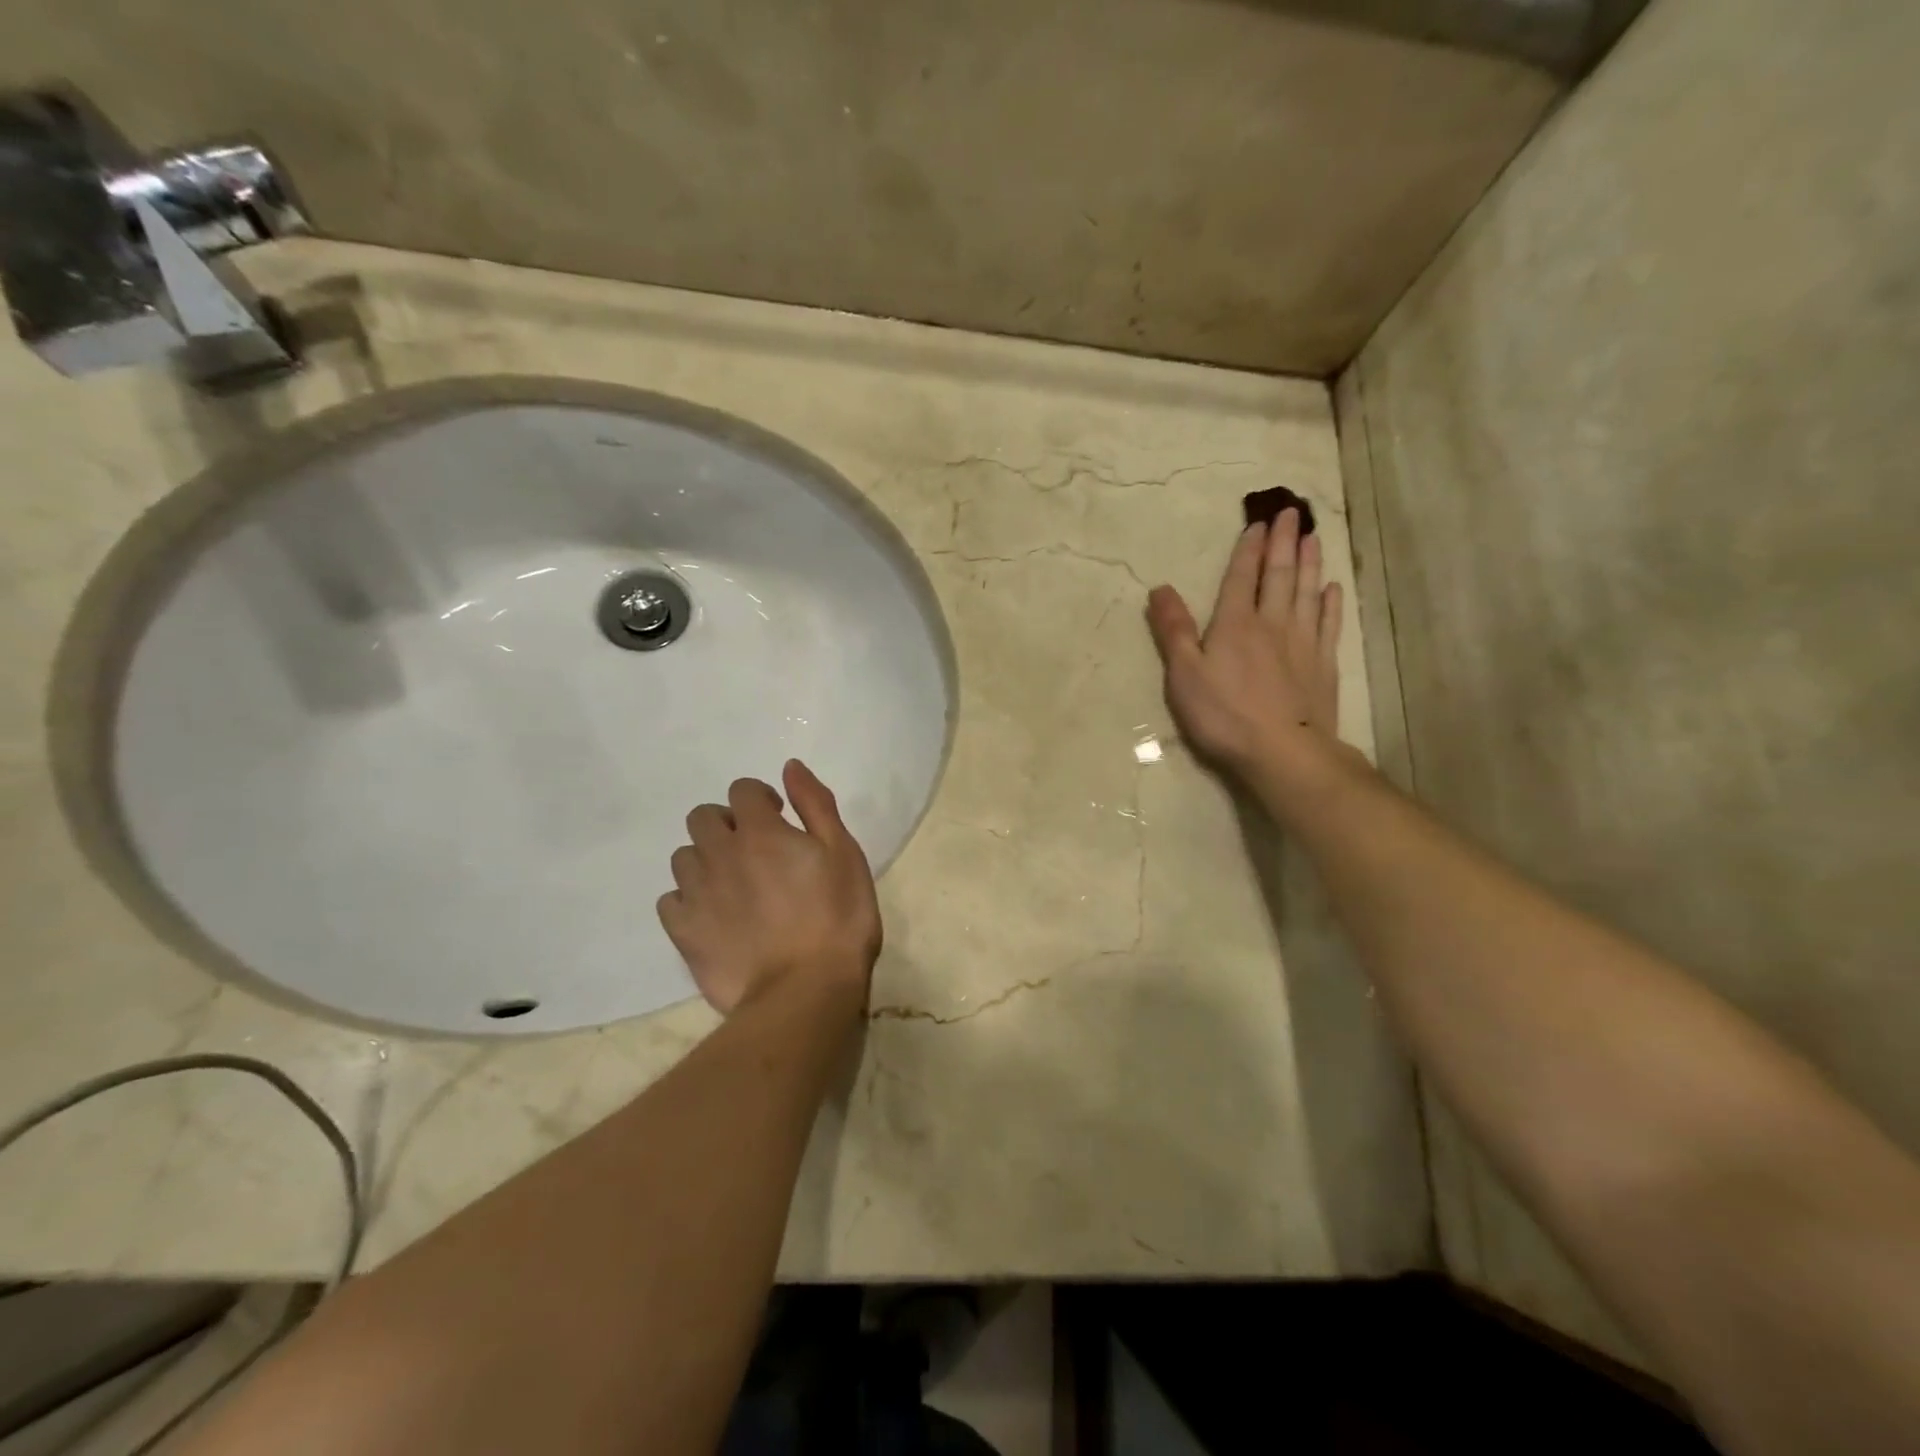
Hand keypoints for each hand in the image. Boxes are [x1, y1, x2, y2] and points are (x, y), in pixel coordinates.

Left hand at [658, 760, 881, 1016]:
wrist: (805, 991)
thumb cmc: (838, 918)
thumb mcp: (844, 853)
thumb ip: (815, 805)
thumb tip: (789, 767)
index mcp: (760, 832)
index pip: (742, 790)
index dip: (761, 799)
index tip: (780, 818)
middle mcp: (720, 854)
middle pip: (702, 817)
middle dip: (726, 823)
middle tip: (755, 850)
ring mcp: (697, 894)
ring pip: (684, 857)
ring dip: (706, 859)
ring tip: (735, 885)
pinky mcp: (684, 932)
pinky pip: (670, 900)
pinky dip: (687, 899)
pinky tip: (713, 915)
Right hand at [1145, 507, 1342, 775]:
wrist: (1282, 752)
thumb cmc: (1223, 715)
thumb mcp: (1184, 674)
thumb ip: (1173, 630)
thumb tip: (1160, 588)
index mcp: (1235, 624)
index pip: (1242, 578)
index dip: (1248, 550)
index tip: (1257, 523)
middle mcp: (1272, 624)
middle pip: (1279, 576)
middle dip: (1283, 543)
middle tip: (1290, 513)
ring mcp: (1303, 644)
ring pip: (1308, 593)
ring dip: (1309, 563)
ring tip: (1312, 537)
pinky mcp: (1323, 666)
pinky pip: (1329, 625)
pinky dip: (1331, 604)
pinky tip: (1333, 589)